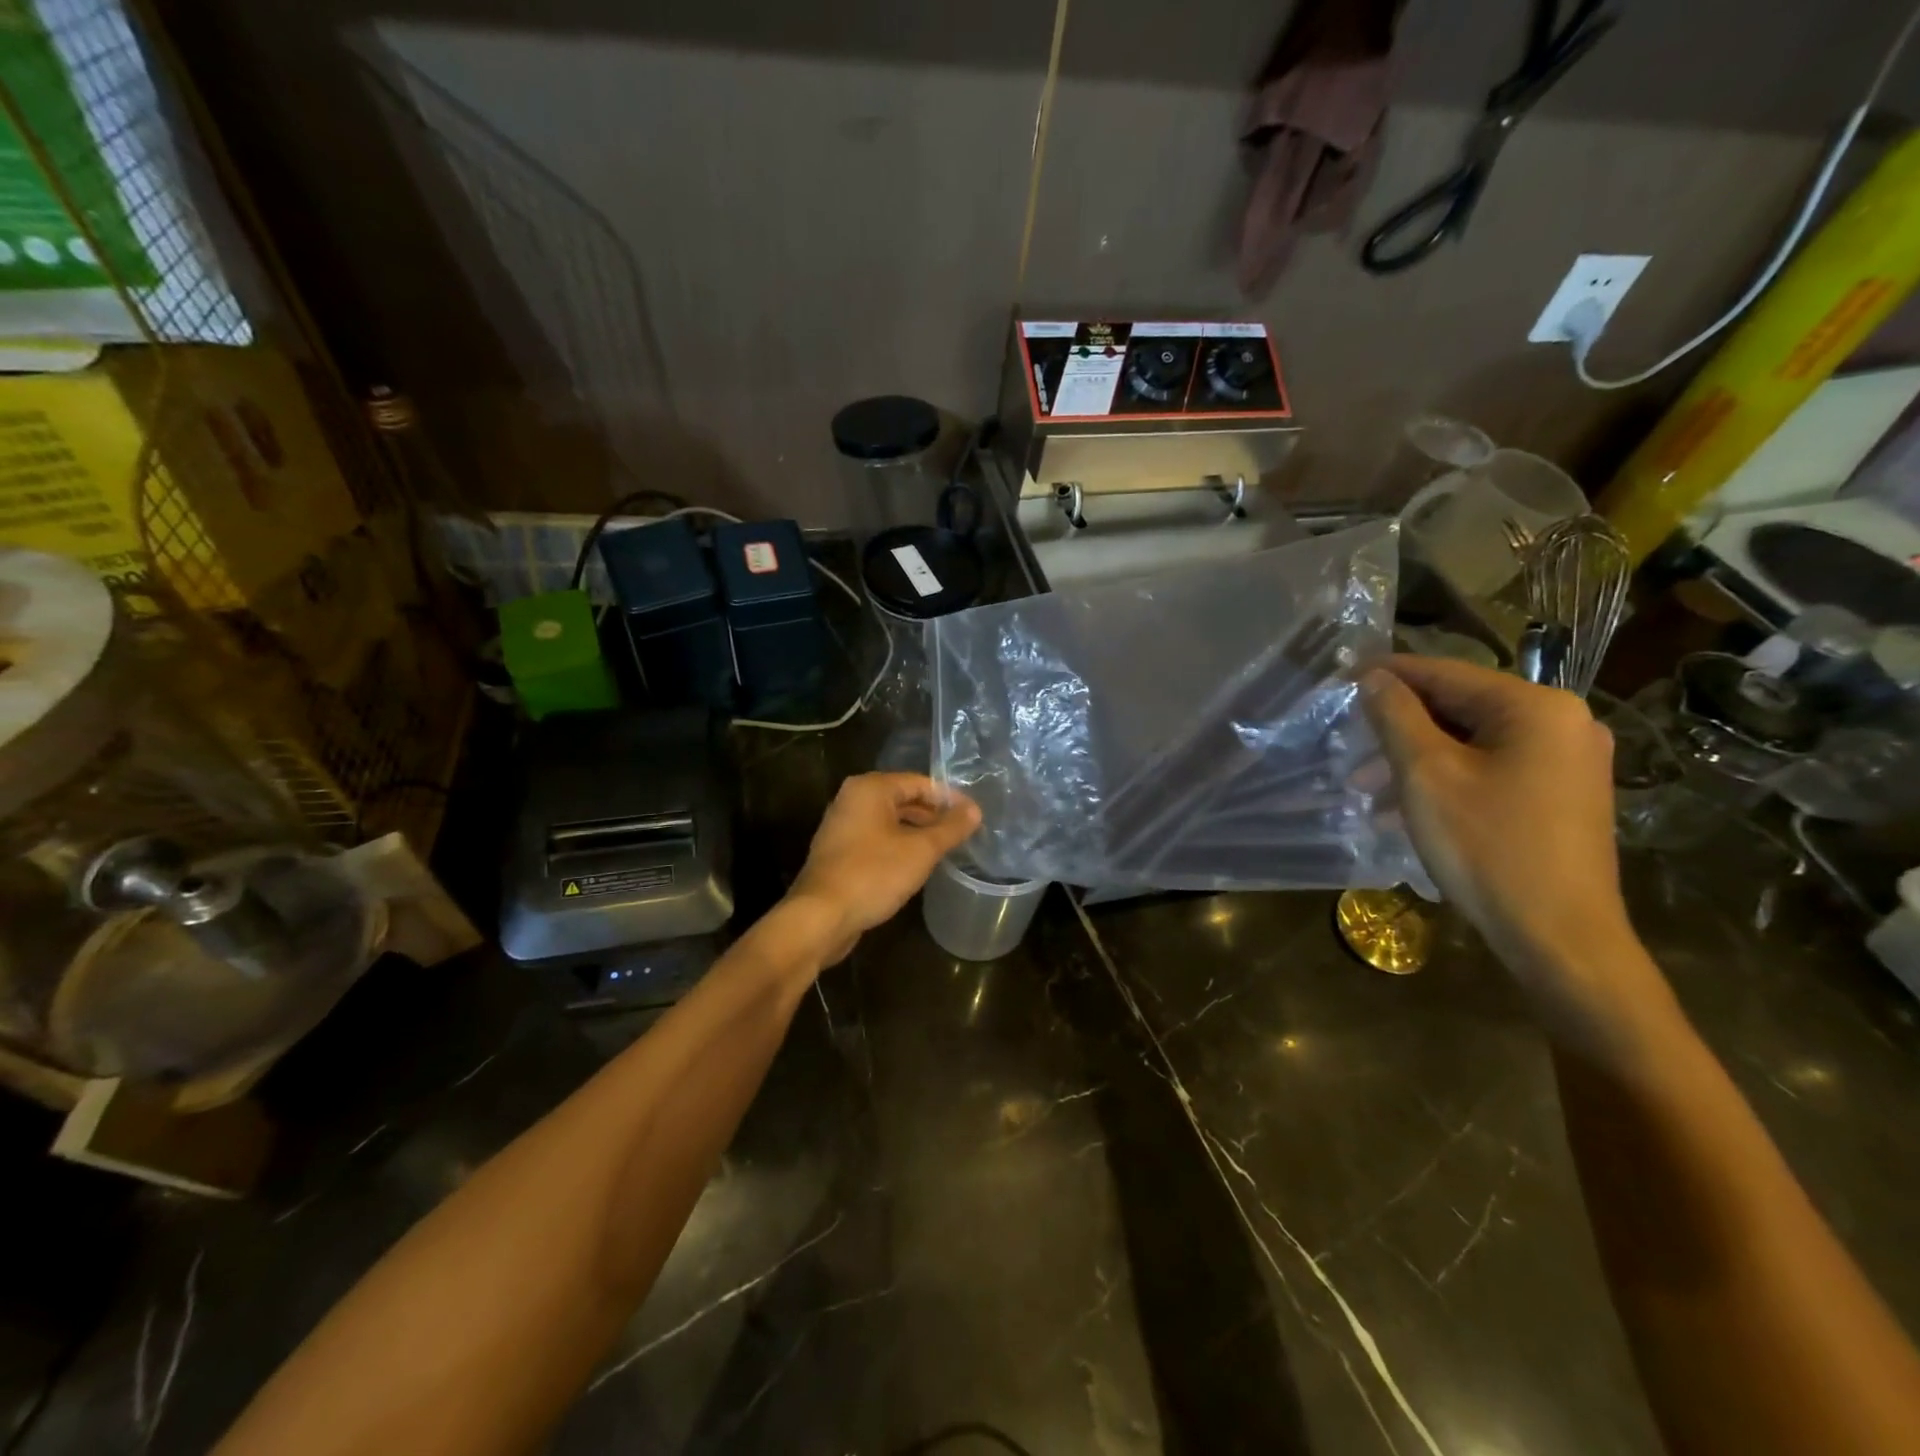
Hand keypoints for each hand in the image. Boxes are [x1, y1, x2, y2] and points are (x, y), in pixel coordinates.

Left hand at [787, 773, 981, 960]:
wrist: (821, 917)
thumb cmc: (873, 874)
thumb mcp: (921, 850)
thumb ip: (950, 828)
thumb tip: (975, 810)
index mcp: (870, 788)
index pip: (919, 782)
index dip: (949, 798)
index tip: (973, 815)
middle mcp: (852, 800)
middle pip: (903, 799)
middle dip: (933, 815)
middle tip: (963, 832)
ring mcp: (842, 826)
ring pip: (889, 821)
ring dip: (917, 832)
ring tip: (945, 849)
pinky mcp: (839, 852)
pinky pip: (876, 839)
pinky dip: (898, 846)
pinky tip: (916, 865)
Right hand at [1362, 654, 1650, 1021]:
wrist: (1559, 937)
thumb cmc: (1488, 846)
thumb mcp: (1426, 775)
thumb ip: (1396, 717)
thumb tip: (1374, 678)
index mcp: (1536, 707)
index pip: (1445, 673)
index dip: (1387, 673)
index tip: (1339, 675)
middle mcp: (1563, 723)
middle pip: (1461, 706)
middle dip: (1399, 725)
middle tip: (1349, 743)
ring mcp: (1568, 762)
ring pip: (1473, 741)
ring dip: (1416, 757)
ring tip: (1367, 786)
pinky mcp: (1562, 796)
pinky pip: (1492, 768)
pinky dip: (1447, 777)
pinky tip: (1407, 805)